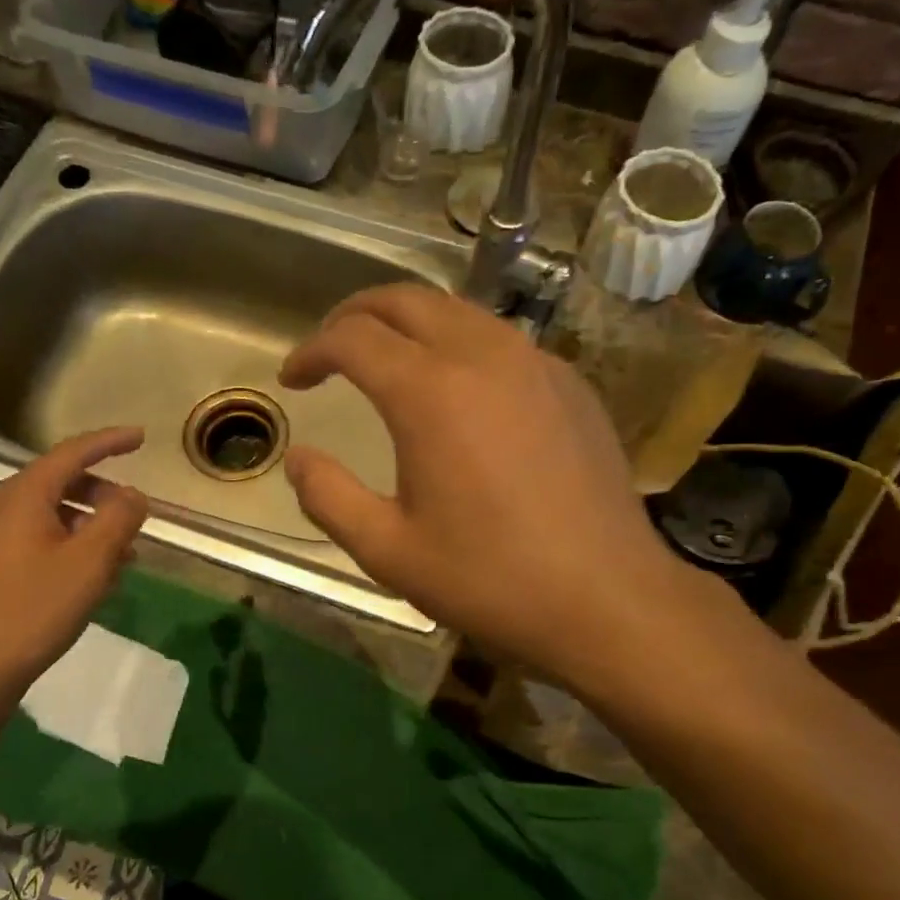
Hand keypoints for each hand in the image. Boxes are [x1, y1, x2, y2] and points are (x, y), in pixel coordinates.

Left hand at [0, 427, 147, 720]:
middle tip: (135, 514)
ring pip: (50, 513)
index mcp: (22, 495)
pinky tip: (91, 575)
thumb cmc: (35, 609)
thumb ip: (119, 519)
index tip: (141, 437)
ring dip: (89, 524)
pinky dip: (69, 543)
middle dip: (102, 492)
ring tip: (123, 553)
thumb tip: (133, 495)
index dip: (109, 442)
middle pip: (60, 481)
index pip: (72, 452)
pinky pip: (37, 537)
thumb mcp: (90, 562)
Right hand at [280, 284, 701, 685]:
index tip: (293, 378)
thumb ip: (329, 497)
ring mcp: (536, 364)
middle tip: (330, 350)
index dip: (311, 350)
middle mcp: (483, 356)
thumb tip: (298, 458)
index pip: (352, 338)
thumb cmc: (489, 579)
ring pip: (458, 312)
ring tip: (387, 363)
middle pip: (406, 300)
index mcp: (430, 393)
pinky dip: (460, 347)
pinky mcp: (570, 384)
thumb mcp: (388, 551)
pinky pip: (501, 342)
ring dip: (410, 325)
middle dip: (355, 314)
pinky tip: (459, 394)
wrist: (606, 599)